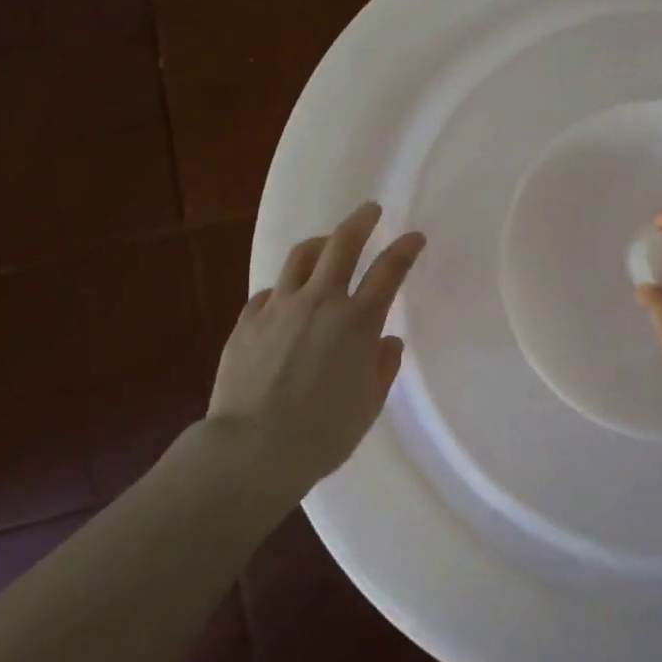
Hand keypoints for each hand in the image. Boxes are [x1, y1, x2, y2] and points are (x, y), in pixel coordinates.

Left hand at [210, 202, 425, 490]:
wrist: (251, 451)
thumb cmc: (323, 433)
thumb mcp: (369, 404)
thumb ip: (383, 366)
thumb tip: (387, 341)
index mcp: (357, 321)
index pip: (389, 270)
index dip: (405, 249)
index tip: (414, 237)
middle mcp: (320, 302)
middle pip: (341, 244)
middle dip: (360, 221)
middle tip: (370, 210)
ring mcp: (279, 307)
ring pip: (300, 258)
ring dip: (319, 245)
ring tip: (325, 244)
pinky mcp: (247, 321)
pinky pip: (269, 292)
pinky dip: (284, 289)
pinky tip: (285, 300)